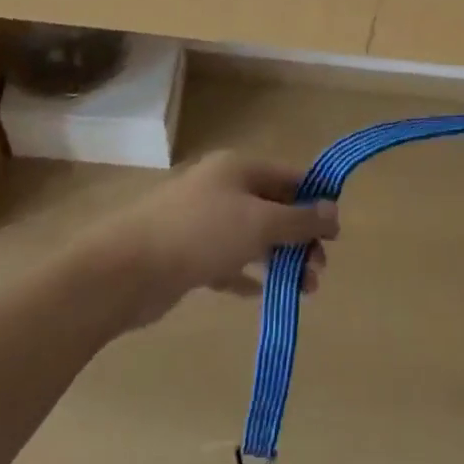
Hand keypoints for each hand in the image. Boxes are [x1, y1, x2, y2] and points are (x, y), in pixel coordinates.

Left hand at [84, 152, 338, 330]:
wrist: (127, 269)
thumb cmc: (201, 234)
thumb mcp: (259, 222)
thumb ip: (299, 219)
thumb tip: (333, 210)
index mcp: (238, 169)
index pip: (289, 177)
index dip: (316, 200)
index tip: (336, 234)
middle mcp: (221, 189)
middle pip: (273, 208)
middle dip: (301, 238)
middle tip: (319, 271)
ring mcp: (202, 222)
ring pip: (253, 237)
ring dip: (281, 260)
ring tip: (304, 291)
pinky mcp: (188, 254)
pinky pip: (229, 261)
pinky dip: (249, 275)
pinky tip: (265, 294)